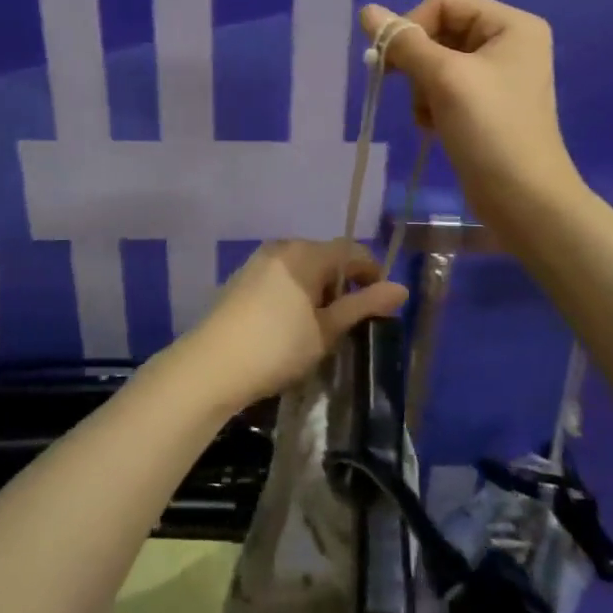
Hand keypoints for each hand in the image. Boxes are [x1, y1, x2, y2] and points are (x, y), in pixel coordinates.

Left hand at [168, 240, 407, 411]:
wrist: (211, 366)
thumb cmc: (277, 346)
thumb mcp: (327, 330)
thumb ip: (363, 305)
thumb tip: (401, 288)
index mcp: (306, 253)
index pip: (351, 251)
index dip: (371, 273)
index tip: (380, 304)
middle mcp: (282, 247)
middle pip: (325, 256)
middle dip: (342, 283)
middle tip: (349, 320)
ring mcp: (258, 261)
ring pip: (301, 267)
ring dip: (317, 288)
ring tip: (320, 325)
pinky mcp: (241, 278)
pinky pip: (281, 276)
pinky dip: (295, 292)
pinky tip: (291, 323)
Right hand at [361, 0, 584, 234]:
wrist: (523, 200)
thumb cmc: (490, 130)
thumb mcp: (444, 78)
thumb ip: (404, 43)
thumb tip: (366, 12)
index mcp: (511, 25)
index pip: (445, 3)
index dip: (412, 26)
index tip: (391, 61)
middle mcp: (508, 43)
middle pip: (440, 32)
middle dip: (419, 63)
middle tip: (408, 90)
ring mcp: (498, 76)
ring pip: (437, 63)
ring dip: (422, 88)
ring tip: (429, 116)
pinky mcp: (487, 106)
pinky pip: (445, 89)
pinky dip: (432, 104)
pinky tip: (434, 127)